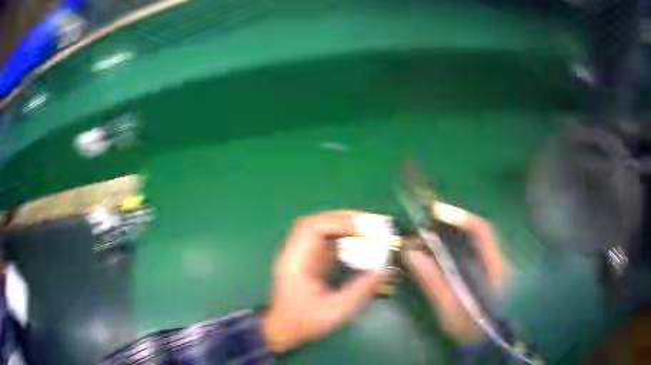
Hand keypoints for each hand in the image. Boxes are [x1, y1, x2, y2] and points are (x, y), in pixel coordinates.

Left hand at [262, 211, 384, 352]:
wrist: (283, 330)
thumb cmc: (304, 322)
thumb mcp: (335, 312)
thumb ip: (358, 291)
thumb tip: (381, 272)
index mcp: (295, 263)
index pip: (311, 229)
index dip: (337, 223)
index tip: (362, 228)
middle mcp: (294, 254)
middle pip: (314, 223)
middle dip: (342, 219)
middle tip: (368, 222)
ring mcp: (299, 256)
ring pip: (318, 230)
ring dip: (341, 226)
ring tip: (365, 228)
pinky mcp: (306, 261)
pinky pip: (323, 242)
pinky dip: (340, 238)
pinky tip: (356, 243)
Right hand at [405, 202, 505, 342]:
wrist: (484, 342)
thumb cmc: (470, 326)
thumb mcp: (450, 307)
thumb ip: (433, 281)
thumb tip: (411, 253)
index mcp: (493, 266)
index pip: (481, 231)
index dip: (459, 217)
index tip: (434, 212)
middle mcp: (495, 259)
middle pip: (474, 232)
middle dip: (450, 223)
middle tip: (425, 223)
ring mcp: (490, 266)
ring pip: (470, 241)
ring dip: (449, 234)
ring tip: (426, 235)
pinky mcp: (484, 273)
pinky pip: (467, 252)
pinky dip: (451, 247)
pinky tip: (436, 253)